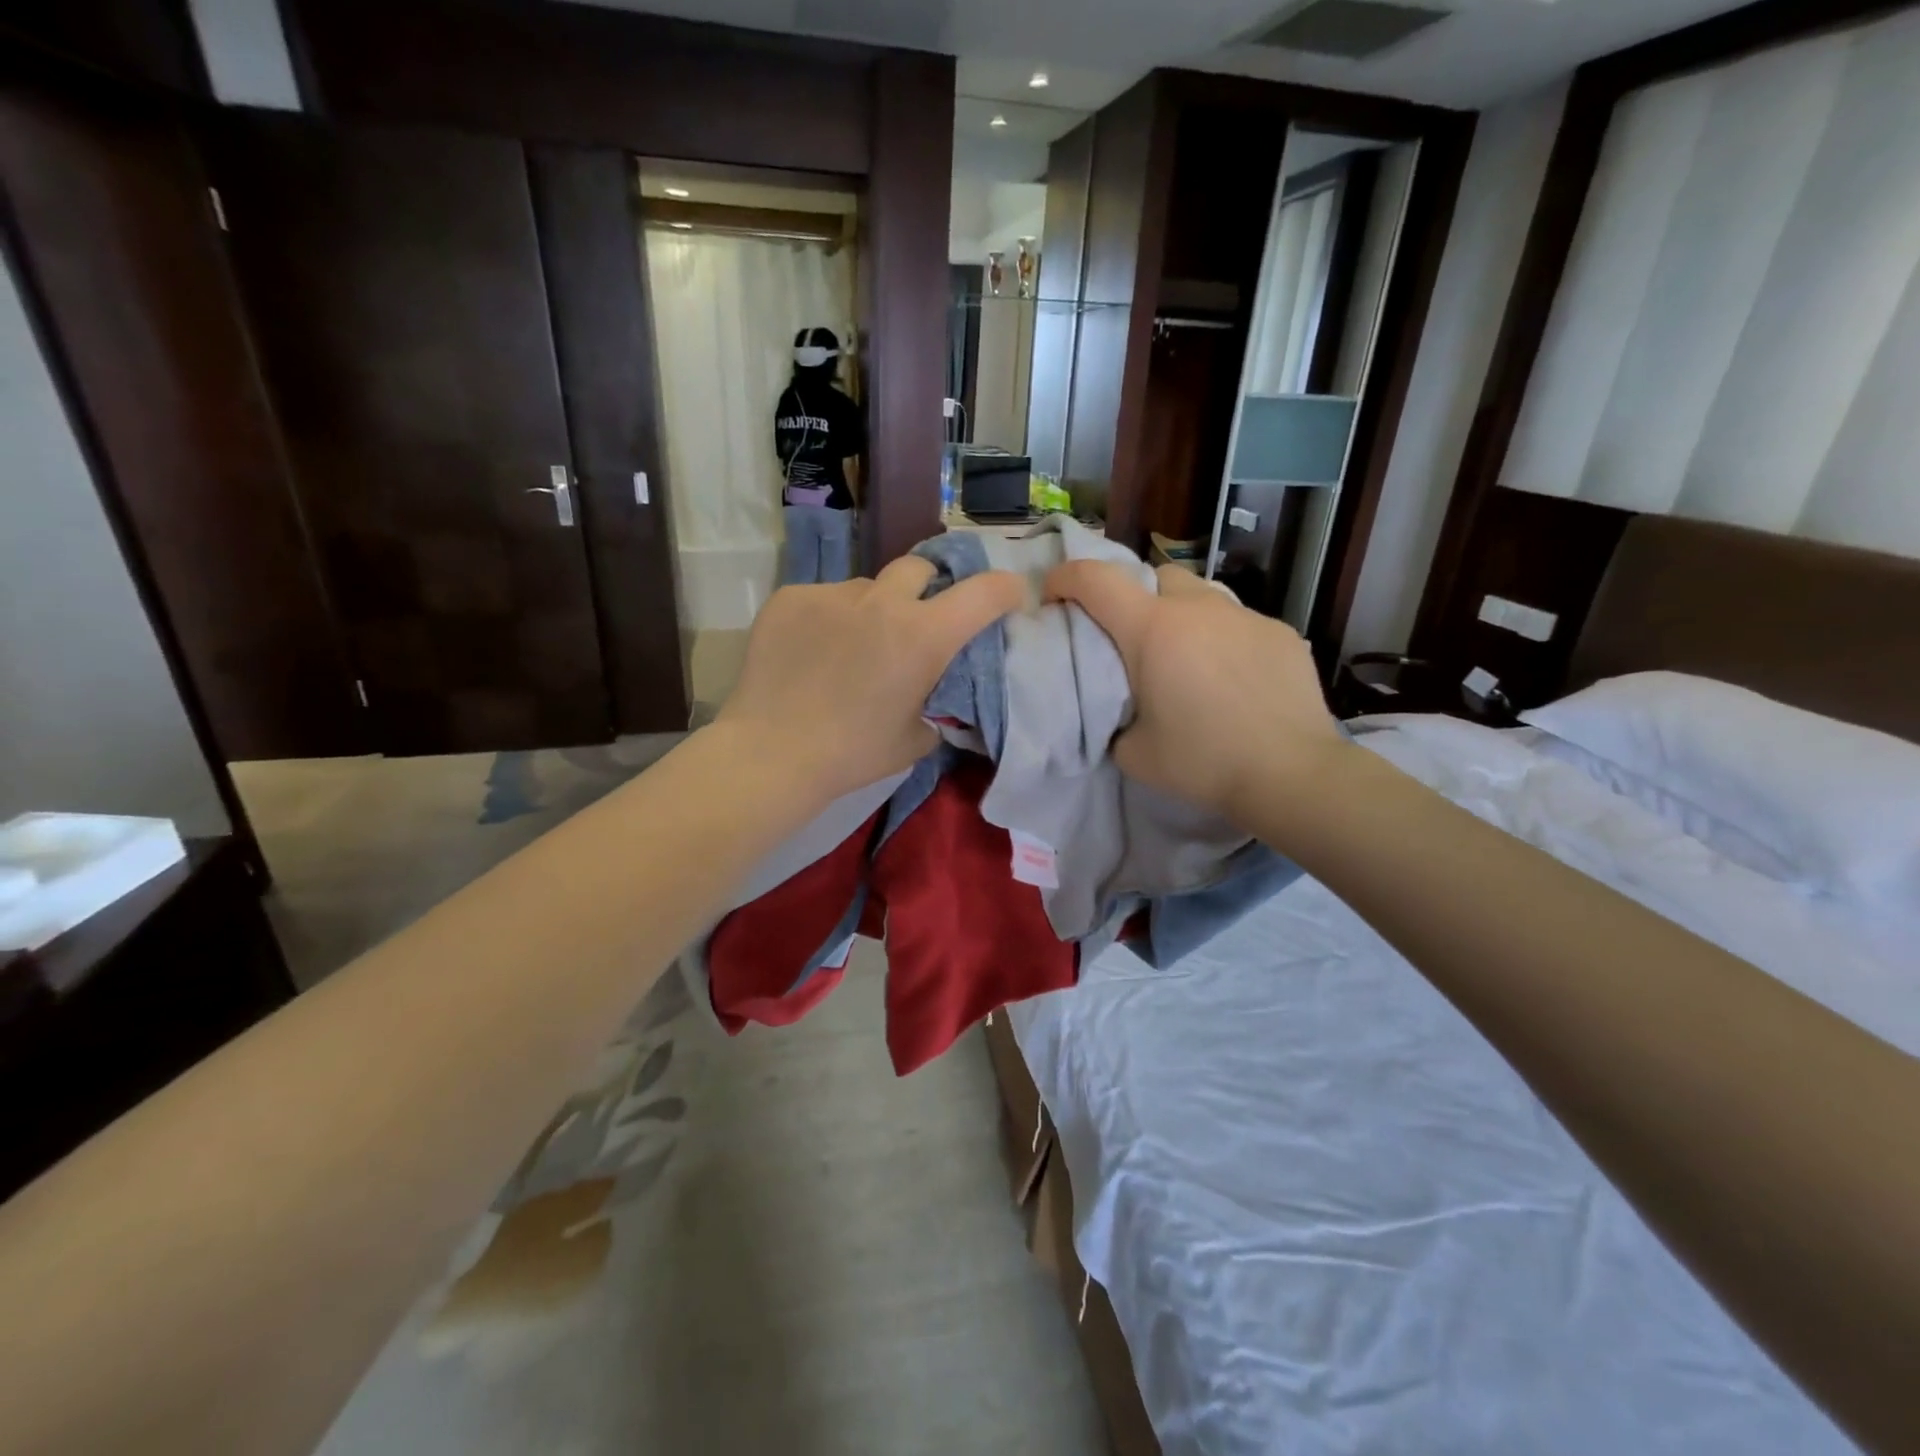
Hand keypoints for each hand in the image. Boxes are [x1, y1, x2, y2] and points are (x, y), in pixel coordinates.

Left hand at [718, 557, 1024, 803]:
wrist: (772, 754)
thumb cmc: (853, 754)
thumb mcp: (916, 738)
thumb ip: (937, 703)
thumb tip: (936, 692)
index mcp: (924, 636)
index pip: (985, 592)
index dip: (1006, 590)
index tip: (1009, 598)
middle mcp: (883, 601)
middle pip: (920, 568)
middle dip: (928, 589)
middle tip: (916, 622)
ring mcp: (833, 594)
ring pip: (866, 587)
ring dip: (872, 609)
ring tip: (851, 649)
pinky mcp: (791, 597)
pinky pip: (824, 598)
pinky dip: (829, 619)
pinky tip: (812, 653)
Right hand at [1044, 562, 1346, 820]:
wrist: (1290, 773)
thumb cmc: (1202, 762)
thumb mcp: (1132, 752)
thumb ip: (1112, 718)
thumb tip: (1118, 708)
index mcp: (1152, 630)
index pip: (1096, 580)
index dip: (1066, 577)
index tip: (1053, 594)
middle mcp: (1197, 608)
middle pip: (1155, 576)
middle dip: (1135, 596)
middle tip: (1133, 638)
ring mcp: (1244, 616)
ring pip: (1201, 595)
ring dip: (1182, 615)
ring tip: (1187, 658)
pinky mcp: (1280, 633)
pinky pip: (1238, 622)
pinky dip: (1222, 639)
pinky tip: (1232, 678)